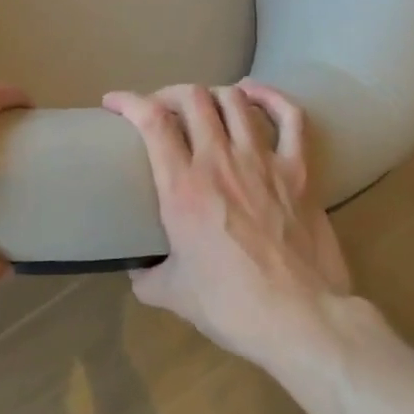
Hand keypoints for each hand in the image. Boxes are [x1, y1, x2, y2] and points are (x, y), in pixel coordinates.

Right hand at [103, 81, 351, 369]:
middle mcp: (220, 161)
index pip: (152, 121)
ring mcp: (263, 161)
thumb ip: (146, 274)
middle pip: (192, 98)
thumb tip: (136, 266)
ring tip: (204, 106)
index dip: (129, 101)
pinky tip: (255, 93)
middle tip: (162, 110)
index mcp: (182, 188)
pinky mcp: (299, 170)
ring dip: (213, 95)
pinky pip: (290, 117)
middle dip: (169, 94)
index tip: (114, 102)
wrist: (299, 319)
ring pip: (235, 100)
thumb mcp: (171, 294)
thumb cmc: (230, 307)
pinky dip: (271, 97)